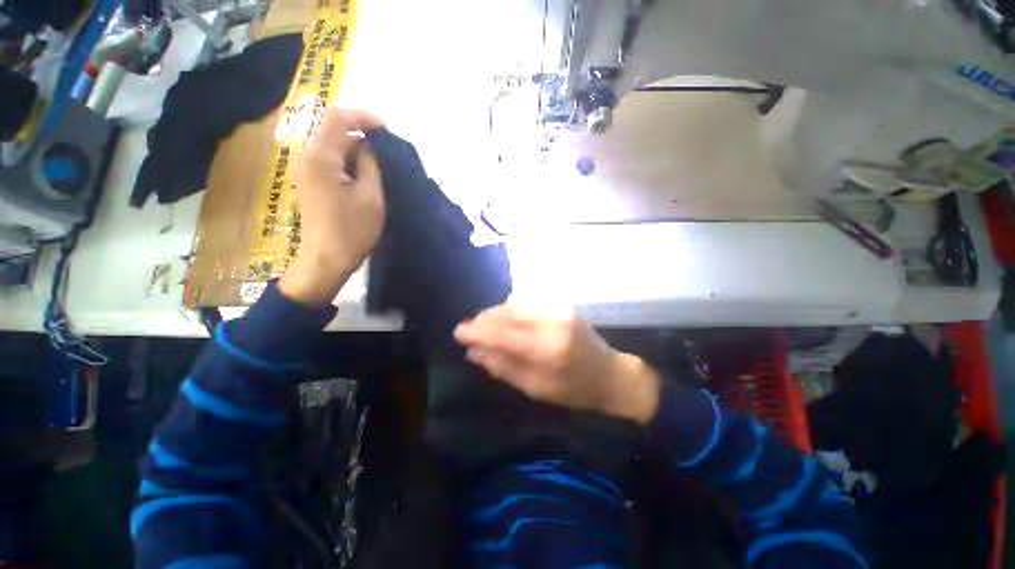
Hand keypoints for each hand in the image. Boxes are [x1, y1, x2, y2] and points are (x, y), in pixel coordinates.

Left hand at [280, 108, 384, 304]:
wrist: (326, 259)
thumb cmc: (352, 231)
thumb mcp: (371, 197)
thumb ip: (371, 165)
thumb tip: (370, 145)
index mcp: (321, 158)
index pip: (338, 118)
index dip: (364, 117)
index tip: (387, 130)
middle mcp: (307, 157)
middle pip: (333, 129)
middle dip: (361, 135)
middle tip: (387, 154)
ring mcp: (305, 170)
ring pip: (332, 145)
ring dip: (356, 150)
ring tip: (379, 168)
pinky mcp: (309, 181)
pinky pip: (329, 160)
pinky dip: (348, 161)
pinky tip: (364, 177)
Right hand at [454, 305, 661, 424]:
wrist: (612, 374)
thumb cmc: (574, 390)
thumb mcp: (535, 388)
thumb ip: (503, 367)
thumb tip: (474, 352)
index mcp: (547, 348)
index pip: (502, 332)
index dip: (477, 331)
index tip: (458, 333)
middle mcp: (552, 321)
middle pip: (507, 312)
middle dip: (484, 319)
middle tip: (470, 330)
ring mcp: (559, 309)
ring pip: (516, 303)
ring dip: (496, 313)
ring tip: (485, 325)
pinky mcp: (562, 304)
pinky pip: (528, 301)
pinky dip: (511, 309)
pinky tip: (506, 320)